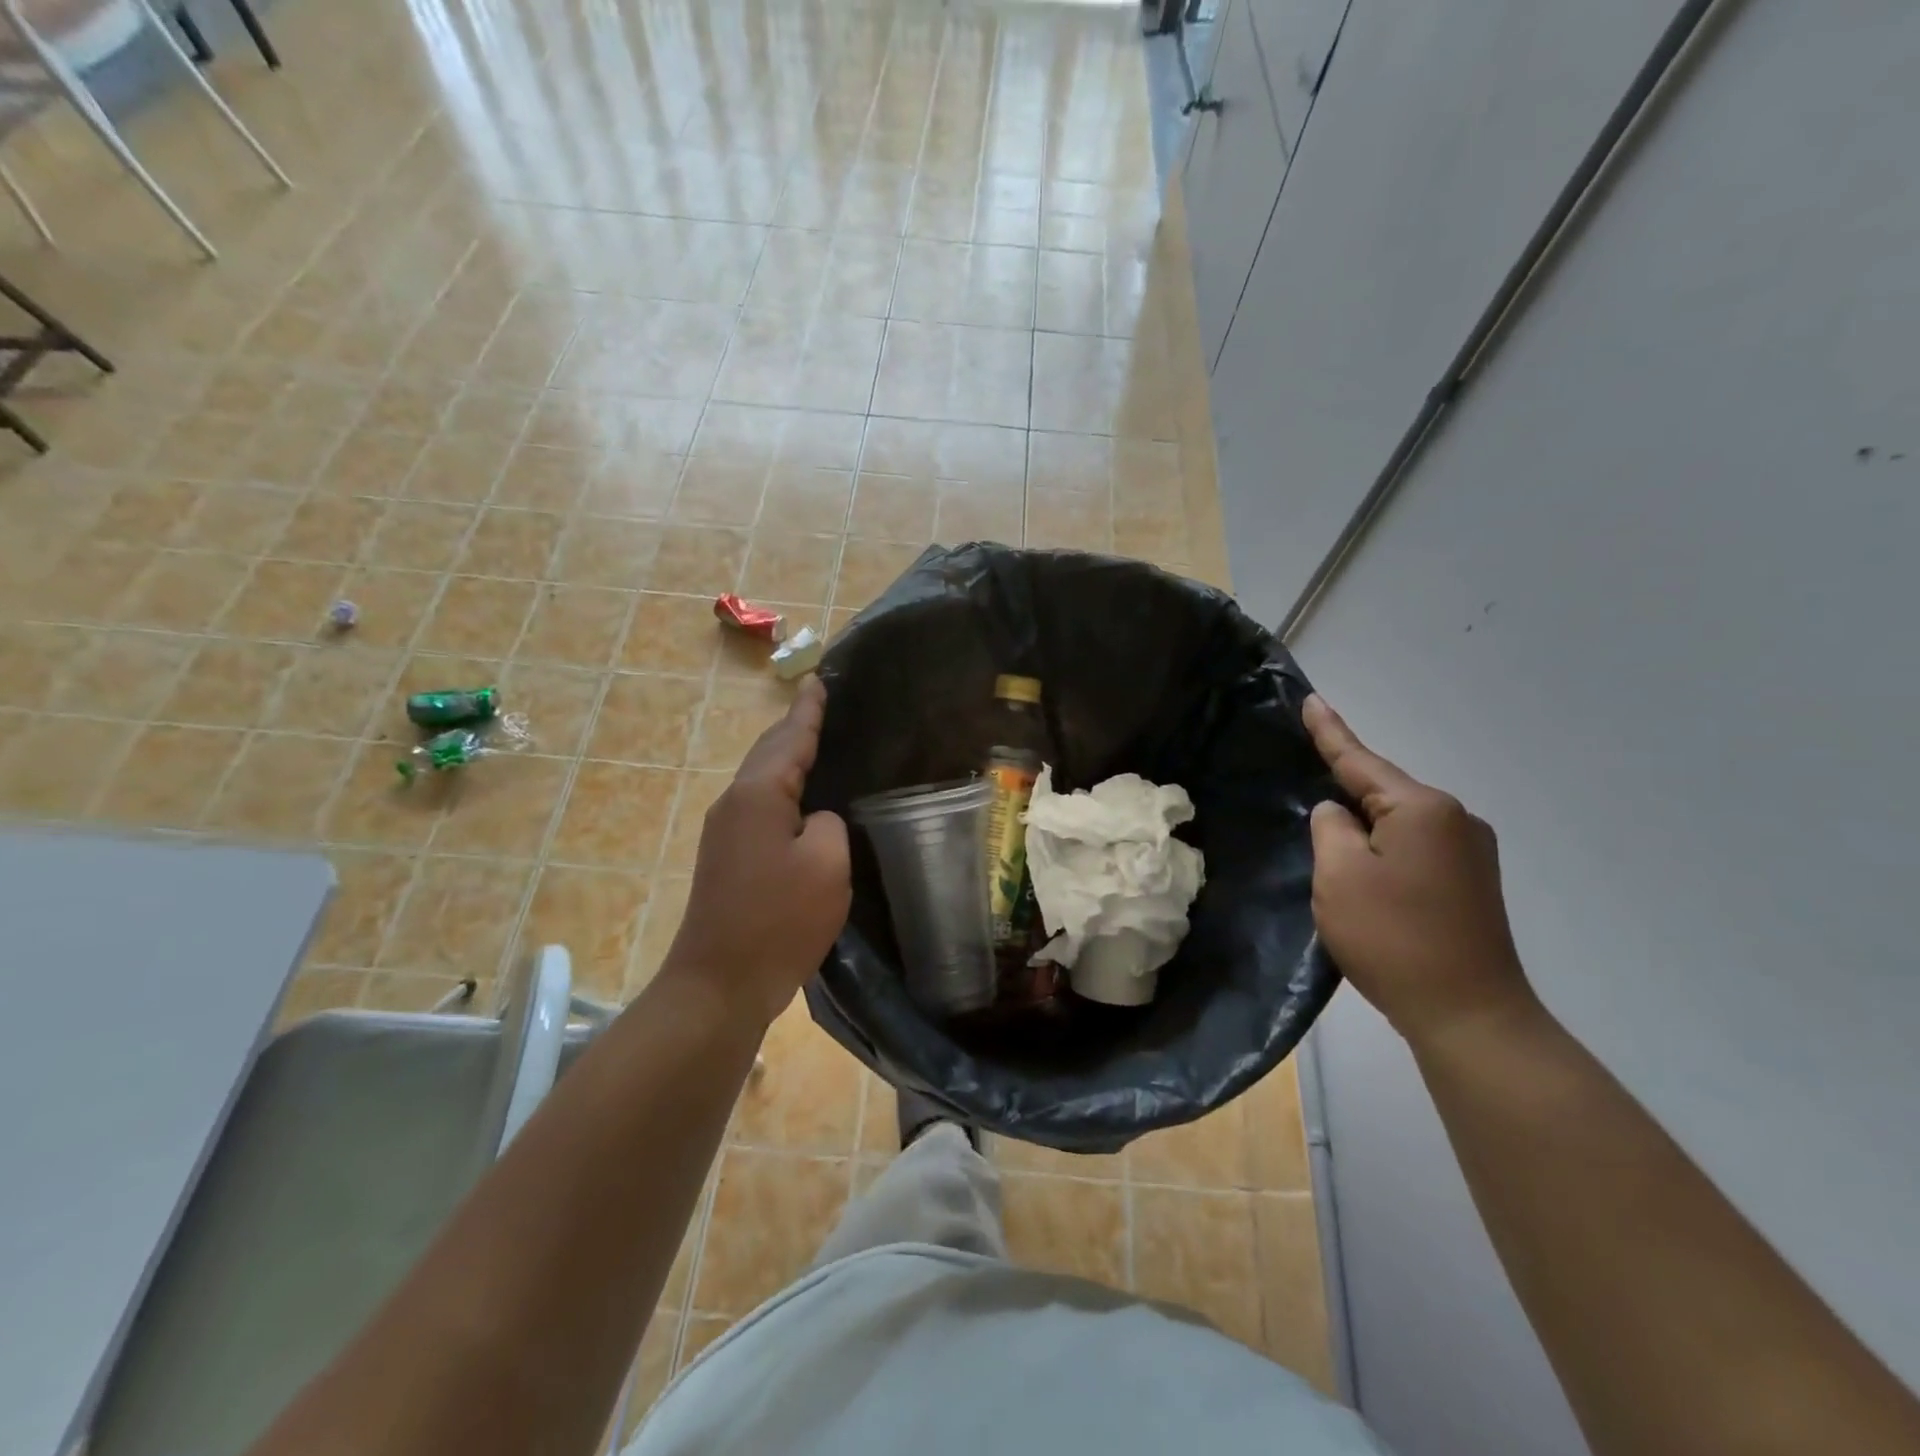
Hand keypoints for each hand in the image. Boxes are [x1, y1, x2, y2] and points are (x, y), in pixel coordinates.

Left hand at [664, 676, 850, 1026]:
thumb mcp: (827, 865)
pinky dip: (782, 788)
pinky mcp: (727, 857)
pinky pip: (760, 805)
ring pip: (762, 779)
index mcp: (759, 794)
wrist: (720, 983)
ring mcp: (725, 831)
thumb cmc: (779, 920)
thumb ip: (829, 823)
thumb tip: (814, 819)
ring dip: (787, 756)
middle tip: (822, 703)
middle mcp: (735, 803)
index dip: (809, 709)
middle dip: (795, 726)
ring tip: (817, 740)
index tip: (819, 678)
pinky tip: (801, 797)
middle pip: (769, 752)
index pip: (791, 737)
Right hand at [1303, 694, 1536, 1048]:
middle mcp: (1455, 819)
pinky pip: (1415, 845)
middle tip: (1305, 774)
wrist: (1469, 1014)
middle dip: (1344, 785)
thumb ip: (1329, 828)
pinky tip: (1365, 863)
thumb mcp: (1338, 876)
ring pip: (1398, 822)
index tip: (1311, 699)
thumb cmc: (1393, 937)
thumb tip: (1338, 814)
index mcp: (1421, 809)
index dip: (1330, 731)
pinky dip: (1383, 846)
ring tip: (1330, 836)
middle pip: (1383, 791)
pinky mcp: (1473, 882)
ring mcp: (1471, 852)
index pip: (1361, 760)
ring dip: (1364, 824)